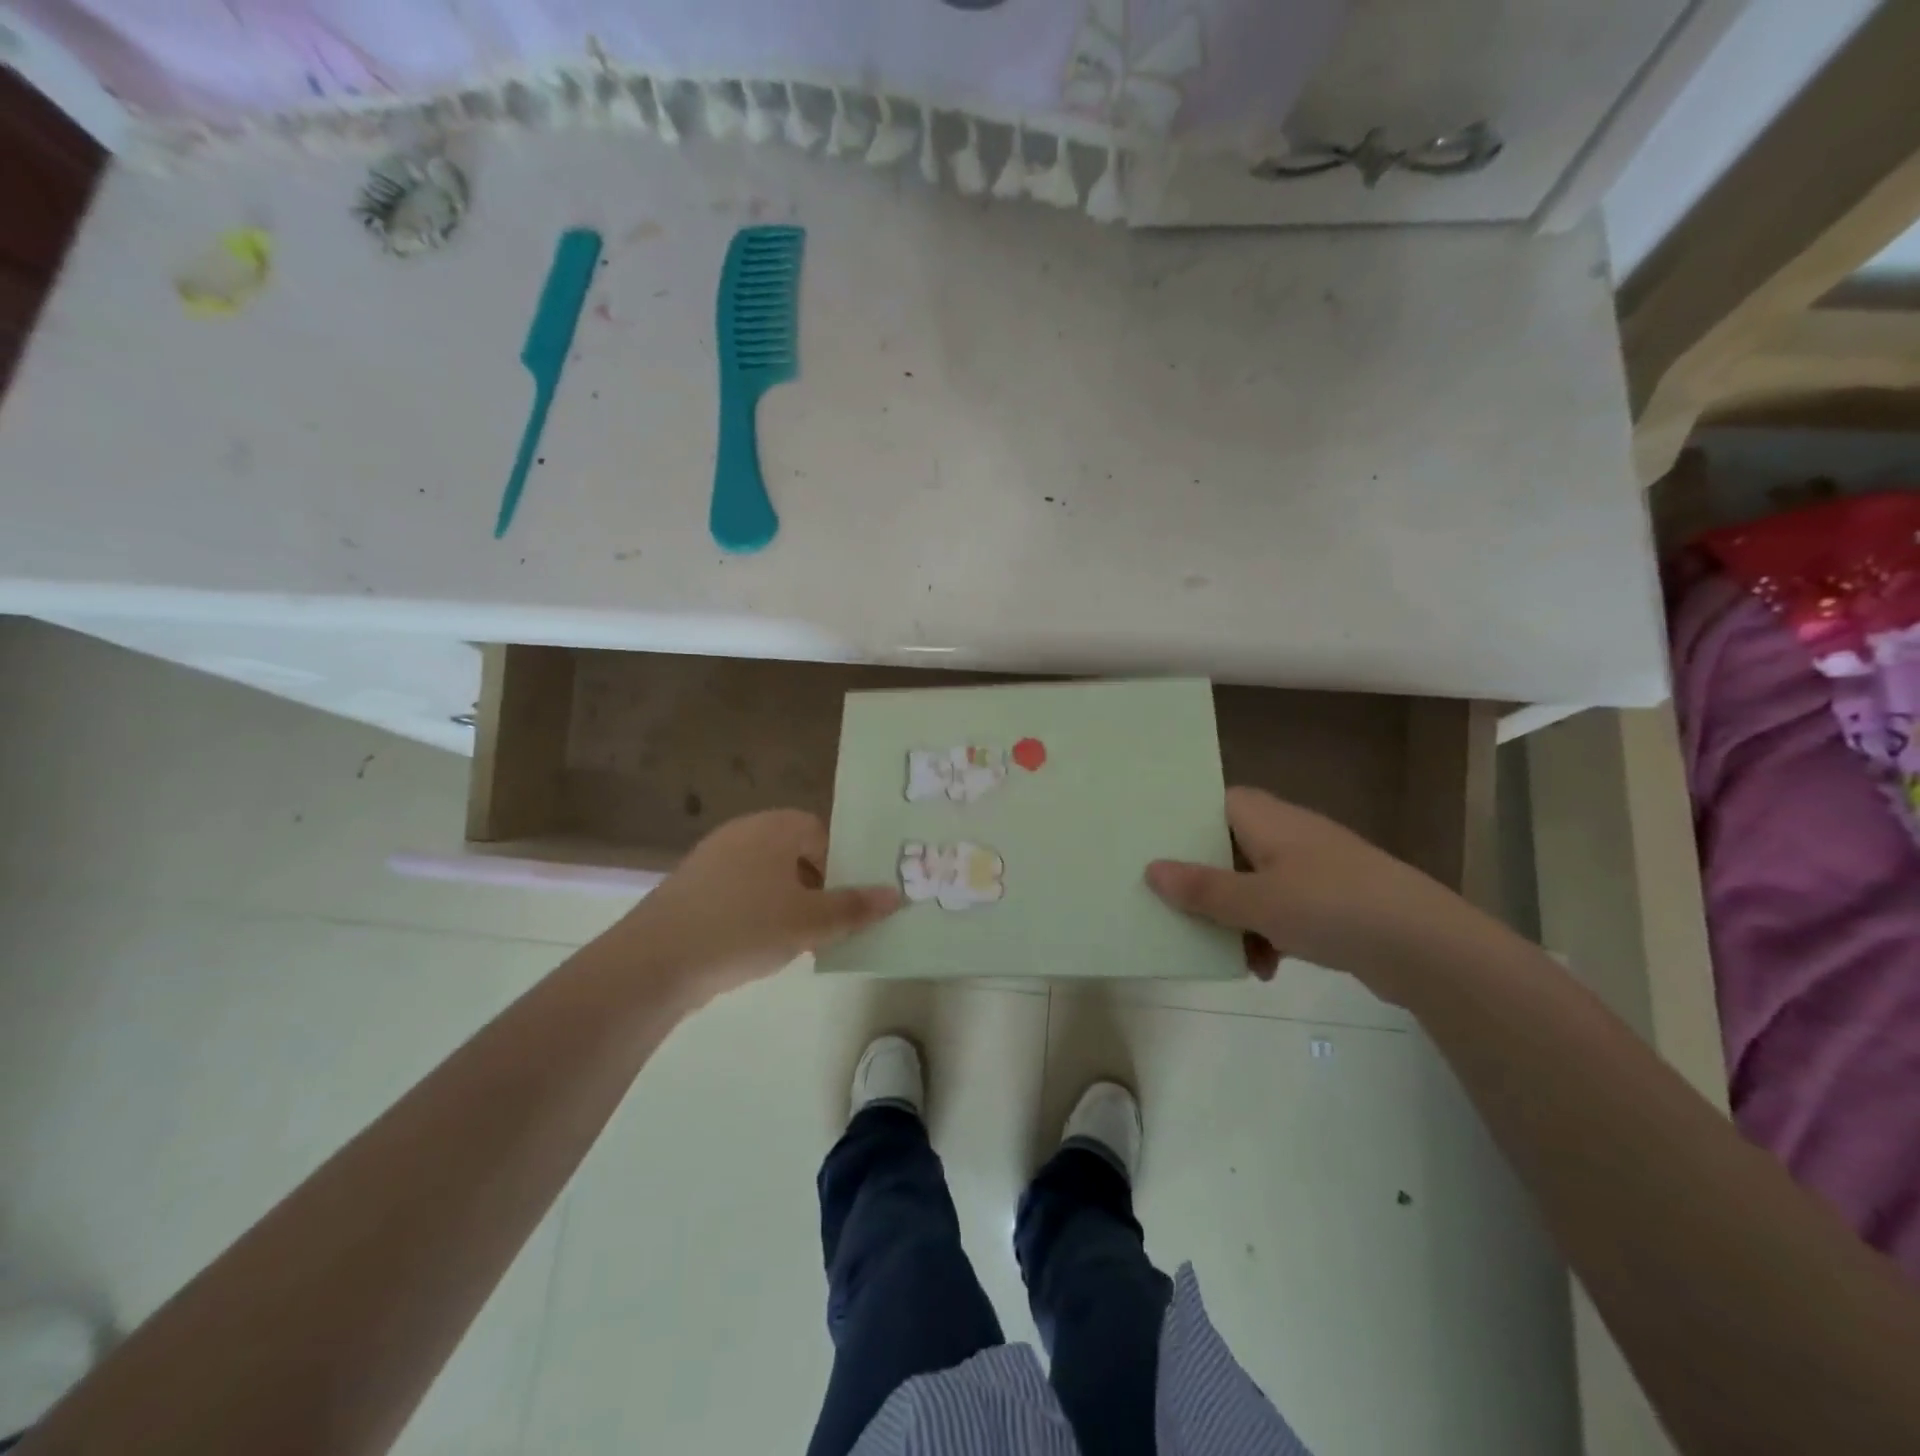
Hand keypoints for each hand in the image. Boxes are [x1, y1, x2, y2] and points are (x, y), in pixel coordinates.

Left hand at [621, 810, 901, 1006]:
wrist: (655, 961)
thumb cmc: (744, 927)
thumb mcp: (810, 922)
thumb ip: (854, 907)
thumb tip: (895, 894)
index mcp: (775, 827)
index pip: (822, 833)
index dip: (842, 865)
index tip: (848, 902)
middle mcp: (743, 832)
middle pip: (795, 853)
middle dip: (816, 886)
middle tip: (829, 923)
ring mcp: (712, 858)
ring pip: (767, 875)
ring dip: (788, 902)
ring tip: (796, 940)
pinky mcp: (691, 887)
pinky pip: (739, 891)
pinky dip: (756, 912)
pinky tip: (756, 945)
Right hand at [1145, 787, 1475, 994]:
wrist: (1427, 946)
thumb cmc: (1331, 907)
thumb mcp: (1256, 901)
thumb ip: (1202, 889)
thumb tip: (1151, 870)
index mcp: (1267, 819)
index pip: (1214, 803)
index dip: (1183, 823)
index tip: (1155, 850)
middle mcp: (1289, 834)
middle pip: (1230, 849)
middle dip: (1207, 884)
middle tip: (1179, 910)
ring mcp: (1315, 868)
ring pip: (1256, 884)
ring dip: (1237, 918)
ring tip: (1230, 955)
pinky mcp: (1335, 900)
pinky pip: (1285, 909)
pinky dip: (1269, 933)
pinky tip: (1267, 968)